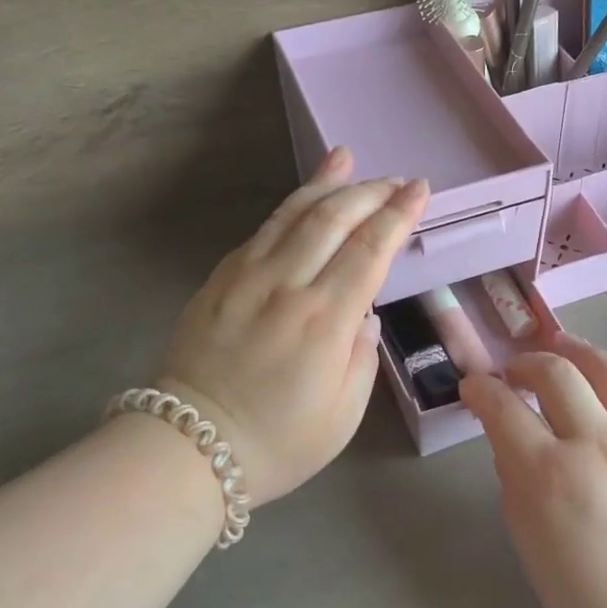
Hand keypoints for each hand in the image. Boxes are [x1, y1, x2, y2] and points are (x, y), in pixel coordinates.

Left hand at [157, 146, 428, 504]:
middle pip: (335, 218)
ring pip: (294, 213)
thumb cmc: (276, 443)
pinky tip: (305, 196)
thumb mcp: (342, 416)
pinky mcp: (220, 279)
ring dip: (327, 182)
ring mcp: (247, 277)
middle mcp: (287, 286)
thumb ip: (362, 356)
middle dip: (371, 191)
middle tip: (397, 181)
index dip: (399, 215)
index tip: (420, 190)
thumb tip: (362, 314)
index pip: (371, 250)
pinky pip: (262, 230)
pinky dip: (289, 206)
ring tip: (348, 157)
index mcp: (324, 321)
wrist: (186, 450)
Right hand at [460, 328, 606, 607]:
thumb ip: (516, 484)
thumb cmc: (591, 601)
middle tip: (516, 372)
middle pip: (556, 375)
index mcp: (549, 474)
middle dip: (527, 364)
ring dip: (579, 351)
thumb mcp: (531, 546)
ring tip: (562, 346)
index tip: (473, 387)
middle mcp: (597, 444)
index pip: (503, 408)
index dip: (480, 390)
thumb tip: (511, 440)